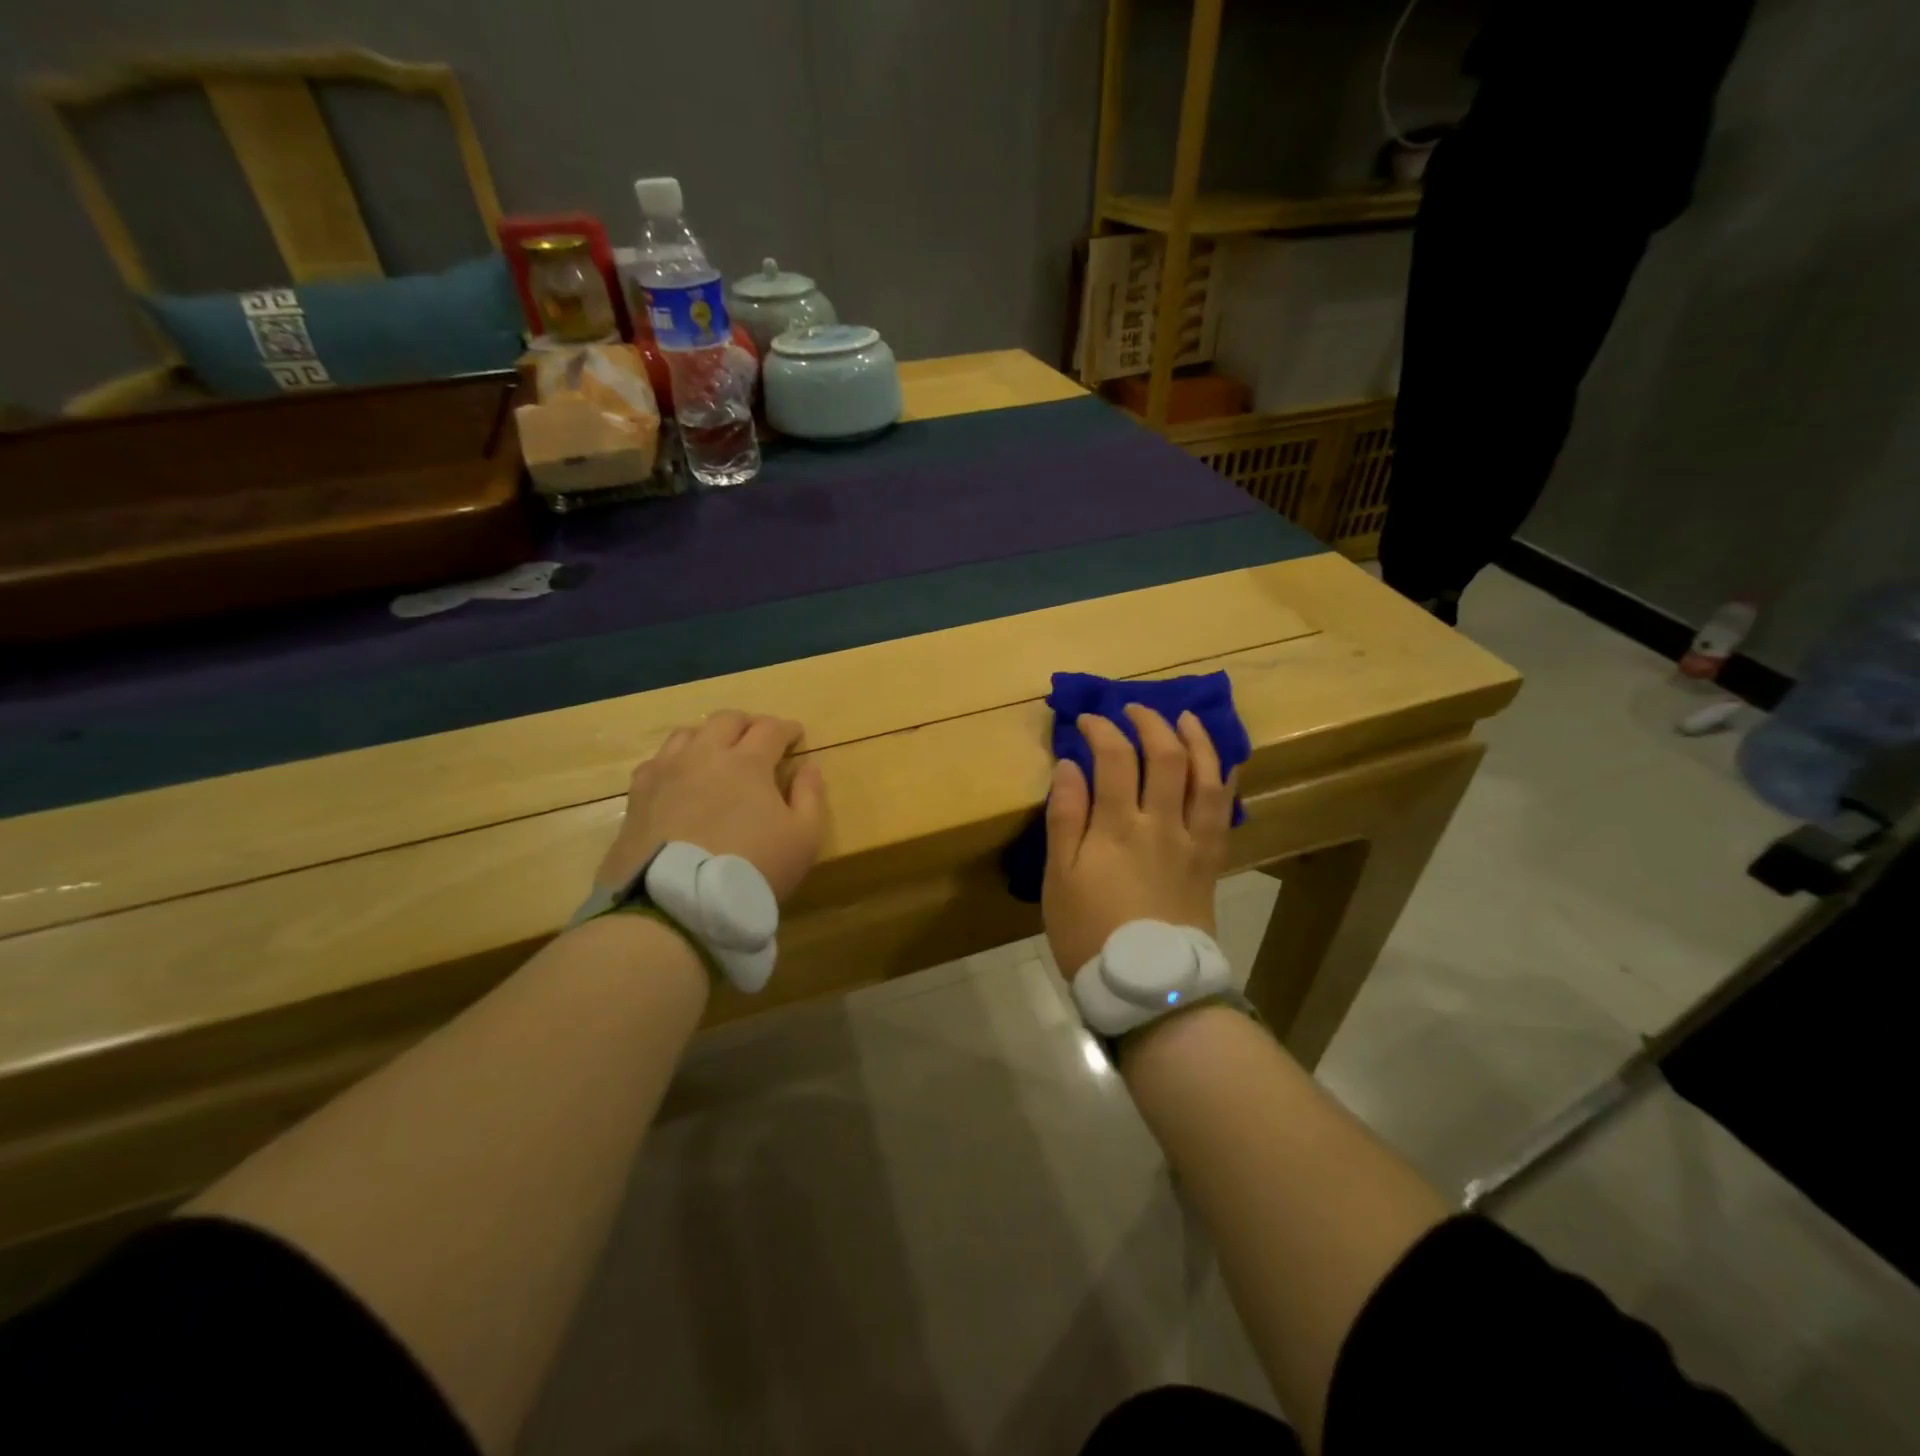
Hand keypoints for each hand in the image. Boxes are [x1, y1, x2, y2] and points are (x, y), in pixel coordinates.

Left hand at [595, 711, 826, 901]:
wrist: (677, 903)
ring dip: (710, 735)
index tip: (796, 736)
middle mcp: (704, 755)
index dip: (787, 728)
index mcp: (747, 762)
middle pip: (727, 720)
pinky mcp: (638, 794)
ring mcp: (666, 771)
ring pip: (688, 733)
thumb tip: (809, 766)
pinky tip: (680, 777)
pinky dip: (676, 759)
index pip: (771, 728)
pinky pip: (658, 760)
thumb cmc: (752, 869)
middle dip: (749, 723)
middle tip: (760, 738)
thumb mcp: (803, 838)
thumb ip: (810, 796)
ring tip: (718, 752)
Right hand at [1042, 706, 1236, 974]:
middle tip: (1133, 709)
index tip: (1086, 720)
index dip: (1100, 728)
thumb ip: (1065, 818)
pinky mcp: (1212, 858)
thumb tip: (1070, 765)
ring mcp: (1193, 839)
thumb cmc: (1090, 933)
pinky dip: (1223, 776)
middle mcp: (1160, 822)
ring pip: (1204, 774)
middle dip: (1149, 721)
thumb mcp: (1060, 878)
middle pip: (1164, 755)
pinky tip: (1218, 762)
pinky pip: (1224, 807)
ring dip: (1195, 738)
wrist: (1149, 985)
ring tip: (1183, 717)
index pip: (1112, 757)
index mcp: (1116, 826)